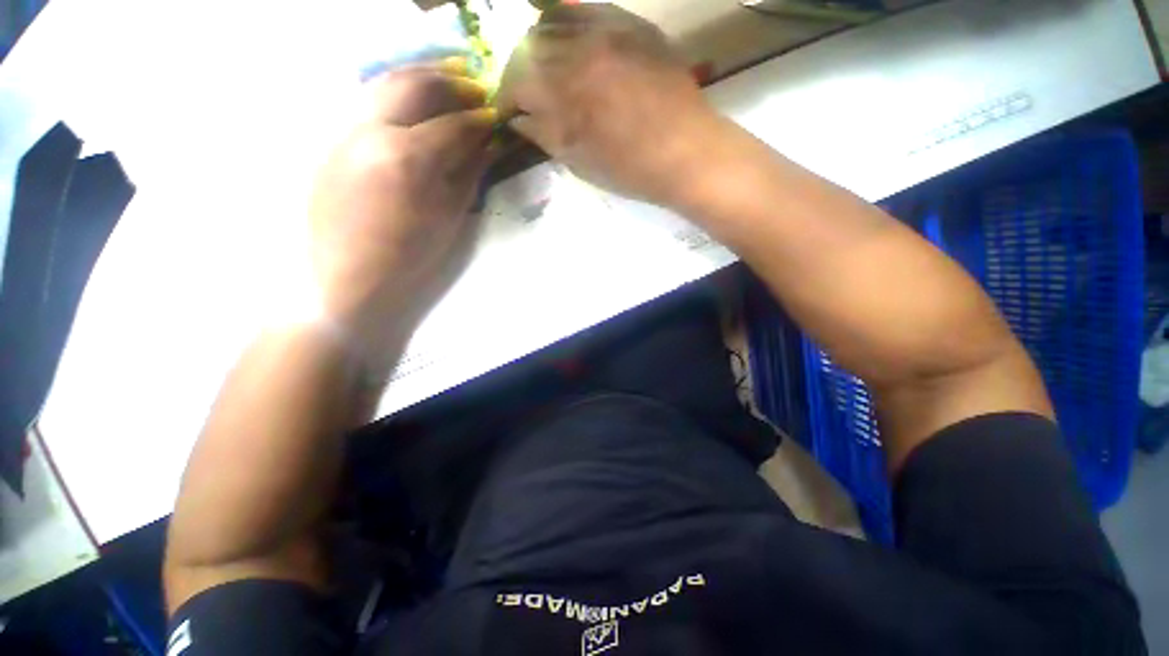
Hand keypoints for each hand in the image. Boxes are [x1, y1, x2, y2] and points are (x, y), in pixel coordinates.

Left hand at [308, 61, 494, 362]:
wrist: (338, 285)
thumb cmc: (397, 262)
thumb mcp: (446, 218)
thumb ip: (469, 168)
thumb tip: (489, 136)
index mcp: (405, 157)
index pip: (455, 122)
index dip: (481, 118)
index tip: (495, 118)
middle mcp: (372, 133)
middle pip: (419, 85)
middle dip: (452, 83)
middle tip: (473, 91)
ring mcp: (345, 134)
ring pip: (386, 83)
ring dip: (421, 76)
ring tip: (443, 81)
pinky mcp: (331, 142)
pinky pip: (364, 100)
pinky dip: (391, 90)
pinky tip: (407, 98)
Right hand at [495, 4, 719, 205]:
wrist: (691, 150)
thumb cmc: (630, 164)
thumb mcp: (573, 156)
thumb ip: (537, 129)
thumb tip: (517, 116)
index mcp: (558, 86)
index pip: (514, 80)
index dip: (508, 96)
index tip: (513, 109)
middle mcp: (578, 50)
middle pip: (530, 43)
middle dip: (523, 65)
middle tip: (532, 83)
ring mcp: (609, 33)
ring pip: (558, 18)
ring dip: (546, 37)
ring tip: (553, 56)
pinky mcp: (636, 27)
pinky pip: (595, 9)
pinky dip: (578, 17)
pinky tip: (580, 35)